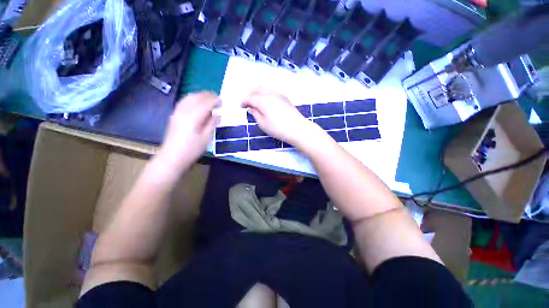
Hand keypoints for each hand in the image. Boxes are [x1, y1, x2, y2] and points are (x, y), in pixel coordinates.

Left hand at [158, 91, 219, 169]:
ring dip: (200, 95)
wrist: (172, 157)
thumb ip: (212, 124)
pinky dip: (192, 99)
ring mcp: (177, 112)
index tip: (222, 100)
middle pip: (196, 97)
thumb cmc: (191, 149)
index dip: (214, 100)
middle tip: (217, 98)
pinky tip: (197, 102)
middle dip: (207, 95)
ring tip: (208, 98)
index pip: (206, 103)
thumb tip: (218, 114)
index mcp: (193, 117)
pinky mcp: (174, 115)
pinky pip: (184, 101)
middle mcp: (184, 111)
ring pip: (189, 97)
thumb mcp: (206, 138)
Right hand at [242, 87, 318, 145]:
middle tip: (248, 103)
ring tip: (257, 102)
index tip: (241, 106)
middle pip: (257, 88)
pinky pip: (272, 90)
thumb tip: (251, 108)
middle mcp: (270, 94)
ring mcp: (279, 94)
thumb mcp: (263, 124)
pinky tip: (267, 102)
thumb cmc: (278, 129)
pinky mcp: (285, 97)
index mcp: (263, 100)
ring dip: (258, 92)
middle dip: (250, 94)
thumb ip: (255, 114)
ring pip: (265, 87)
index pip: (250, 97)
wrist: (298, 129)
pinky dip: (266, 93)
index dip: (244, 101)